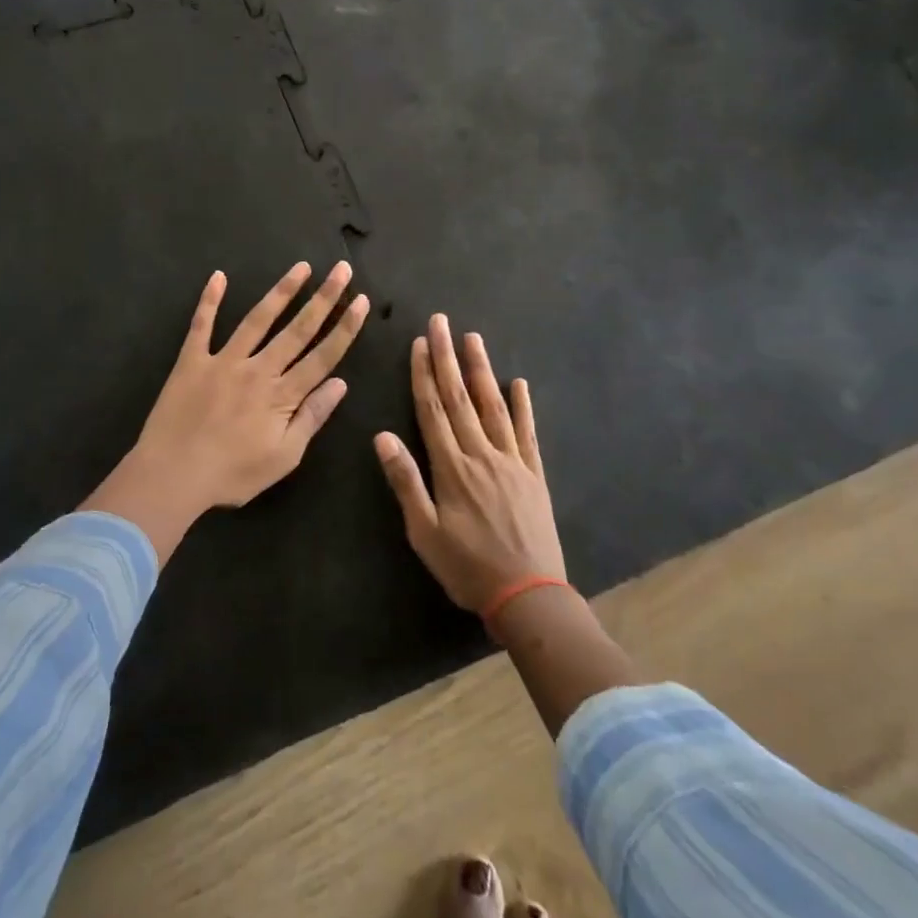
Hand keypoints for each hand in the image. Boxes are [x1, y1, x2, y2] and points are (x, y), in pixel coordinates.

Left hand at [84, 262, 369, 561]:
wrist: (172, 475)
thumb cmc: (232, 474)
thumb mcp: (284, 457)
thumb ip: (312, 417)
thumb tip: (341, 384)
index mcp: (282, 395)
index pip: (323, 355)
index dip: (345, 328)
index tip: (361, 301)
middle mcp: (258, 369)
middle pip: (297, 329)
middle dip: (324, 298)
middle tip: (342, 269)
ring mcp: (223, 360)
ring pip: (258, 319)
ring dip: (282, 291)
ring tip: (301, 267)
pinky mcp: (192, 360)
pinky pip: (201, 325)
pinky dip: (210, 300)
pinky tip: (218, 276)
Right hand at [376, 314, 565, 612]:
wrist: (528, 595)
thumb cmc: (467, 567)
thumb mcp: (424, 532)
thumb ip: (405, 481)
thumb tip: (382, 435)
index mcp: (451, 467)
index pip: (433, 410)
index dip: (424, 374)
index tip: (419, 343)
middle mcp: (481, 454)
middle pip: (460, 398)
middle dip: (448, 358)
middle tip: (442, 322)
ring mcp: (512, 461)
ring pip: (493, 405)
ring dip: (482, 370)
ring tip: (473, 339)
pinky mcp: (534, 473)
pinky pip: (527, 432)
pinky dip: (523, 406)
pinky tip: (519, 382)